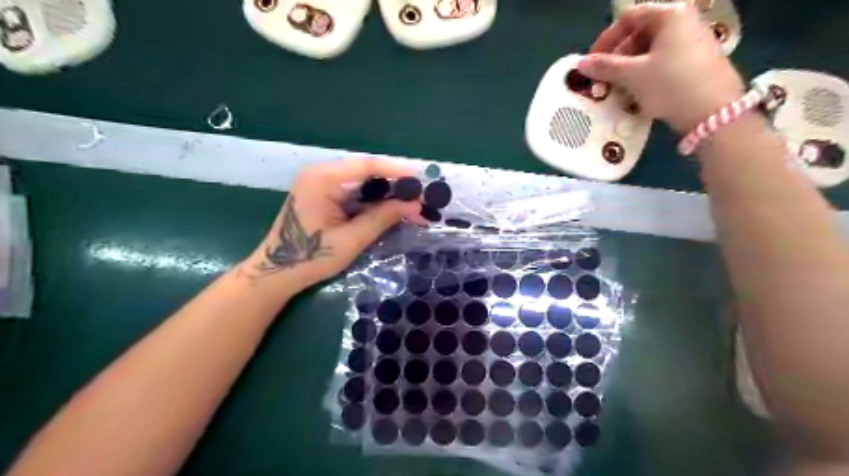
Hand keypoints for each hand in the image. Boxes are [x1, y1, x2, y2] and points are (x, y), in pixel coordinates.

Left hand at [241, 157, 420, 289]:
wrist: (278, 272)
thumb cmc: (311, 258)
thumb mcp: (352, 239)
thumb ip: (383, 218)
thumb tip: (415, 204)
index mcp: (323, 179)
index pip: (366, 166)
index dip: (397, 171)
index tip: (421, 178)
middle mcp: (321, 173)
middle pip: (366, 171)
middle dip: (395, 184)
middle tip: (420, 196)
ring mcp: (321, 182)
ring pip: (363, 181)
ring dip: (387, 192)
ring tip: (411, 204)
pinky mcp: (324, 194)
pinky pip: (355, 190)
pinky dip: (374, 199)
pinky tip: (391, 208)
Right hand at [578, 3, 744, 134]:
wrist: (712, 112)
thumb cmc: (670, 84)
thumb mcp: (633, 75)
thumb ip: (605, 67)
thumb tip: (580, 64)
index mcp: (670, 14)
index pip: (628, 18)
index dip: (606, 39)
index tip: (592, 62)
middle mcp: (684, 21)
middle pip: (640, 33)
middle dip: (617, 56)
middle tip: (603, 78)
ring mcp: (692, 41)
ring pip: (650, 50)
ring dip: (628, 68)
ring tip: (617, 88)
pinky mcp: (696, 62)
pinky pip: (663, 62)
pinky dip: (645, 74)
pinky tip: (637, 92)